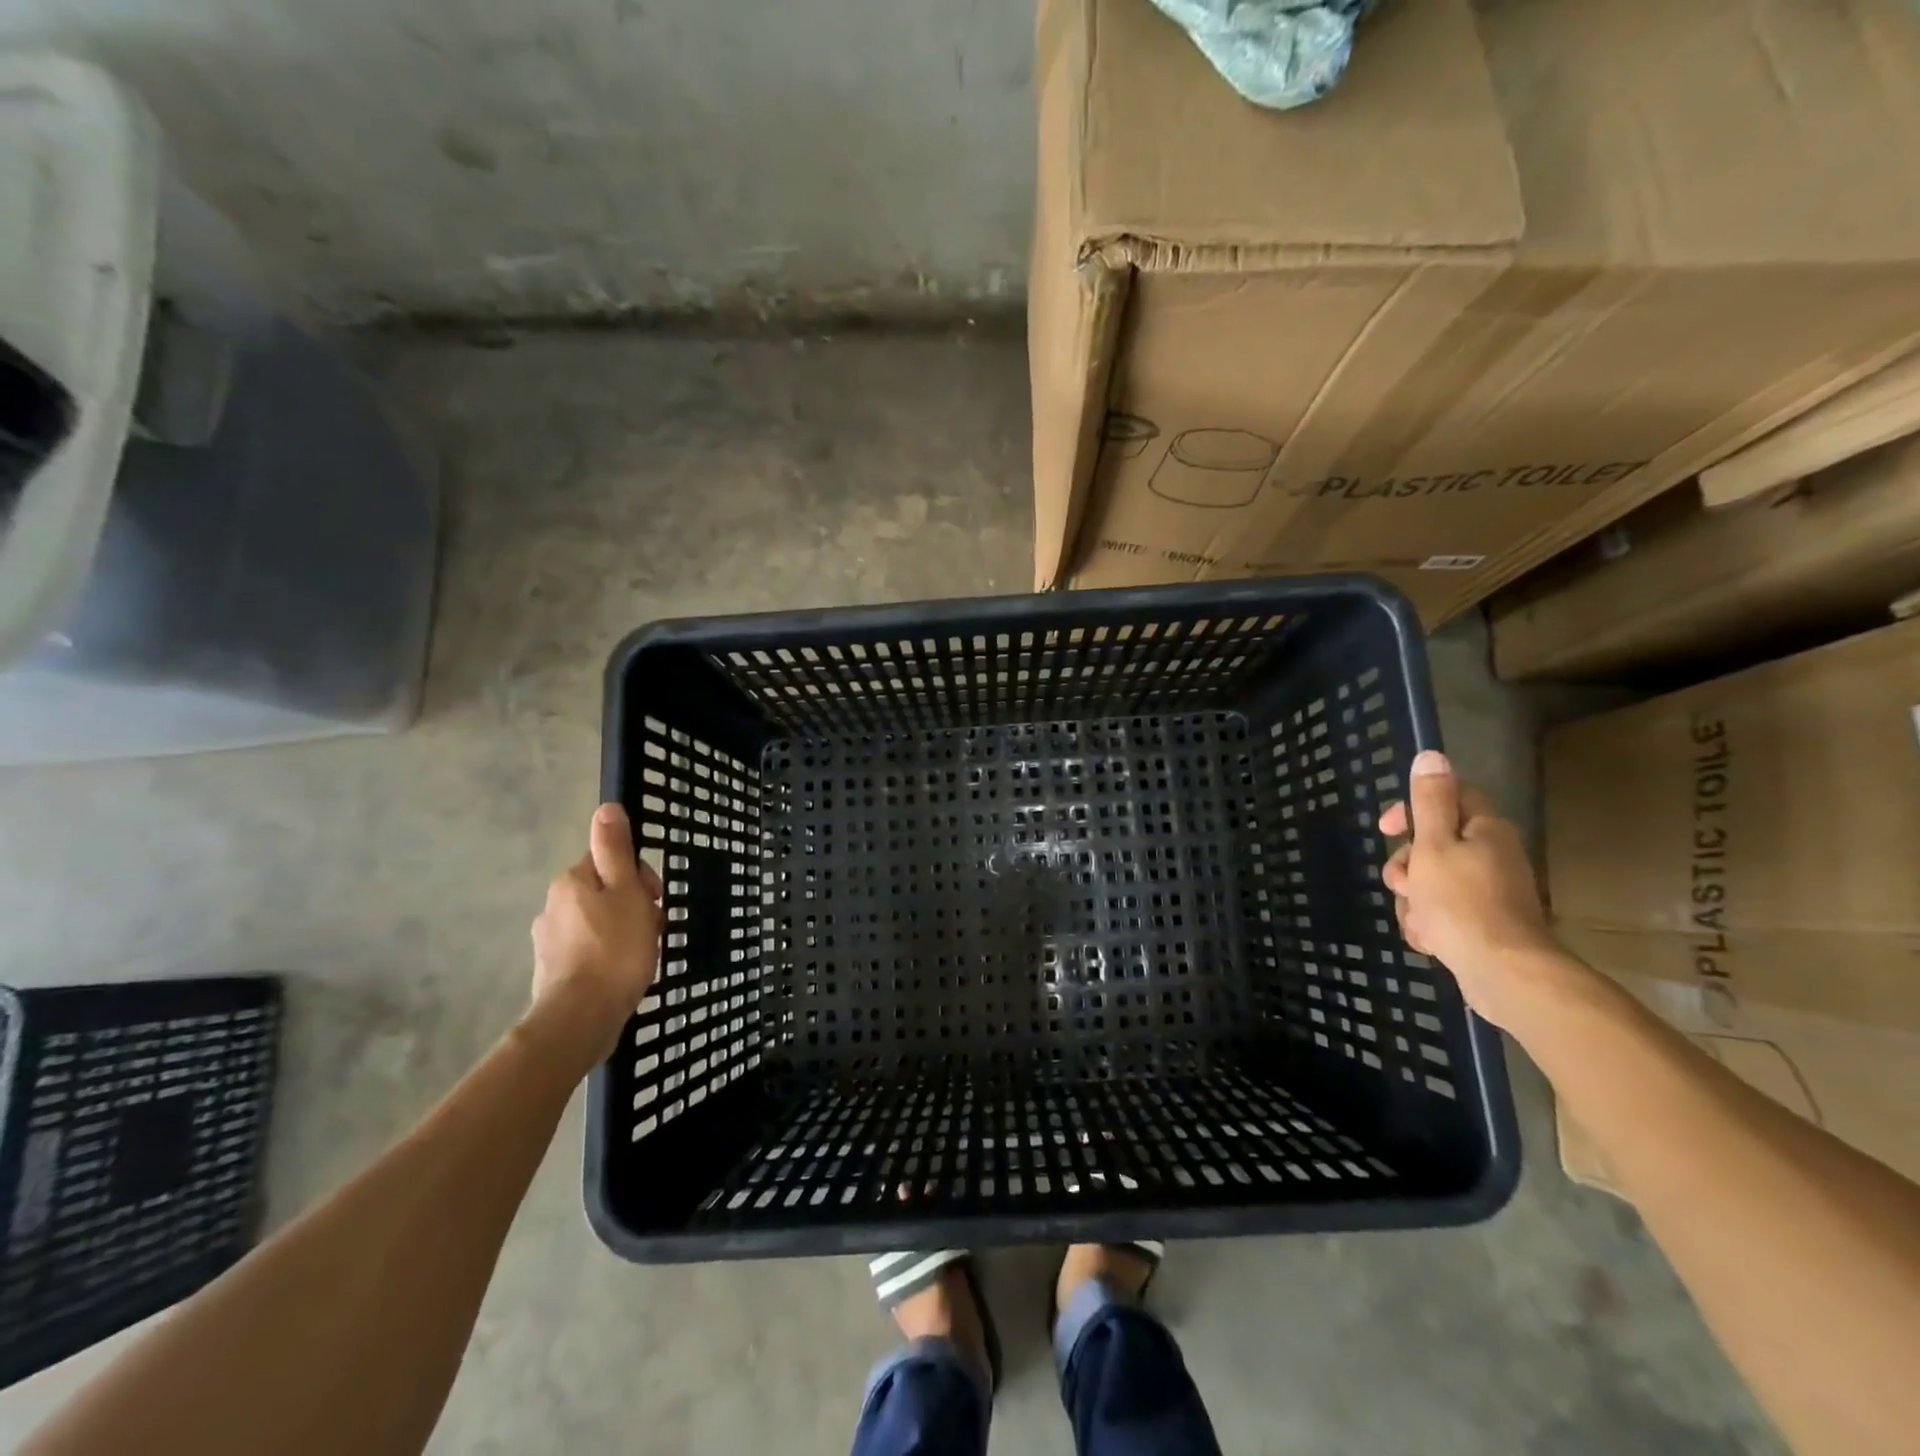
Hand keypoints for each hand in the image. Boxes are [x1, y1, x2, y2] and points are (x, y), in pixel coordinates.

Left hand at [529, 803, 663, 1063]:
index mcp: (572, 881)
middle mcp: (553, 905)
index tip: (655, 897)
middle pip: (604, 890)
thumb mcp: (626, 891)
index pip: (609, 860)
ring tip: (642, 955)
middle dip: (633, 904)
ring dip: (623, 930)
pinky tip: (623, 972)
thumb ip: (616, 850)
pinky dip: (608, 954)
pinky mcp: (554, 970)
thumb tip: (606, 807)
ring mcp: (550, 940)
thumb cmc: (614, 948)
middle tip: (652, 928)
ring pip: (598, 921)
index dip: (638, 875)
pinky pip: (589, 949)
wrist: (582, 1017)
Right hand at [1379, 751, 1554, 1024]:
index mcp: (1484, 830)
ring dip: (1412, 901)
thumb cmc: (1461, 903)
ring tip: (1418, 920)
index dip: (1411, 808)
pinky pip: (1441, 913)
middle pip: (1432, 846)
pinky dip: (1428, 924)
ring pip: (1430, 883)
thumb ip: (1430, 801)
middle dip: (1406, 866)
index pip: (1447, 797)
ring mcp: (1488, 893)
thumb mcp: (1434, 845)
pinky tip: (1429, 939)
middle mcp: (1491, 856)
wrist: (1503, 974)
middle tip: (1402, 884)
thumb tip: (1431, 754)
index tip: (1387, 828)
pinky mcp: (1482, 925)